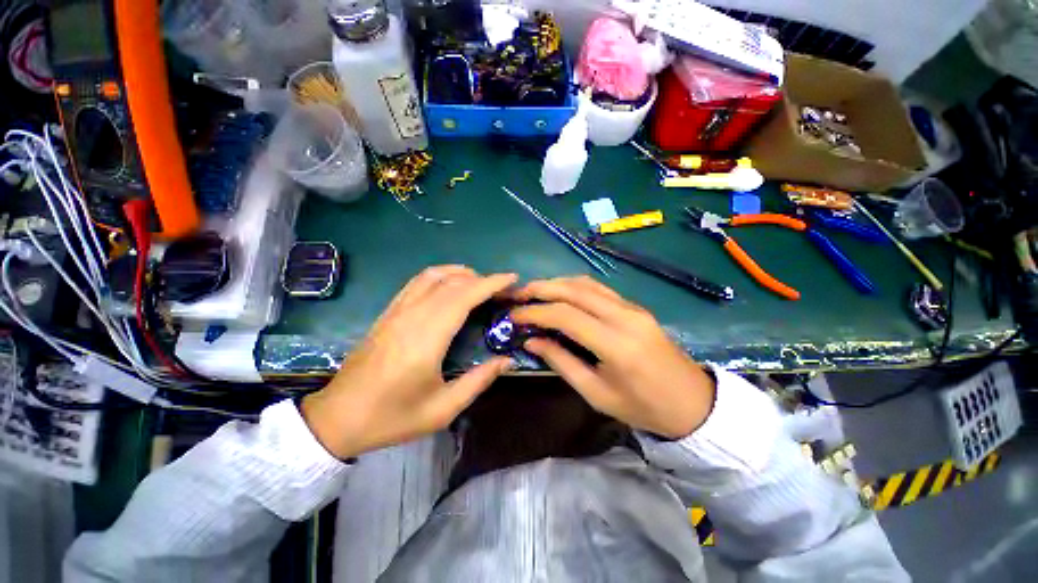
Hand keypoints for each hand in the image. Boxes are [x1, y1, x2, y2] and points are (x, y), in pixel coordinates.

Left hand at [301, 266, 517, 458]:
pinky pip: (416, 282)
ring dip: (460, 273)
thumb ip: (478, 381)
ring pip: (433, 276)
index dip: (491, 283)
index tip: (512, 278)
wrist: (338, 418)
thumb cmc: (392, 417)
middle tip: (502, 289)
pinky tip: (450, 284)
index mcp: (427, 338)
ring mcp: (397, 311)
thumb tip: (506, 361)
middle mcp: (412, 316)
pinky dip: (439, 275)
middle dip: (482, 279)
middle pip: (452, 282)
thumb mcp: (442, 409)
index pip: (464, 296)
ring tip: (480, 282)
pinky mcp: (388, 313)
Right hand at [510, 276, 714, 438]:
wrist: (693, 402)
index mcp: (616, 344)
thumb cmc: (643, 407)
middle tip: (517, 294)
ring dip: (556, 283)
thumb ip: (562, 362)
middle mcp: (624, 316)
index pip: (566, 315)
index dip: (535, 312)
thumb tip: (531, 340)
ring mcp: (632, 307)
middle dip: (541, 288)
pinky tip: (560, 293)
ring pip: (586, 283)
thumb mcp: (597, 394)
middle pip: (574, 290)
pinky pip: (598, 288)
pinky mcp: (635, 306)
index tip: (513, 315)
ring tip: (533, 291)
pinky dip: (573, 286)